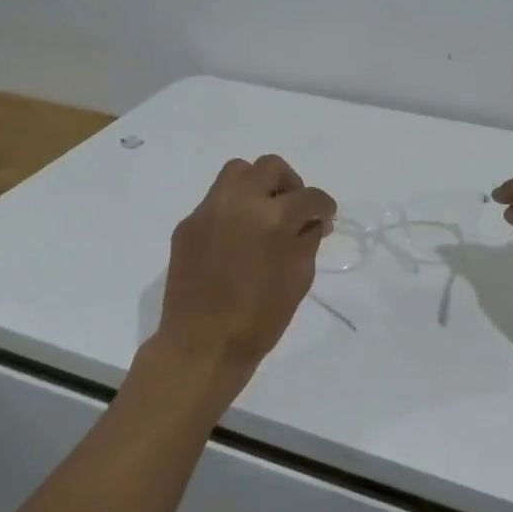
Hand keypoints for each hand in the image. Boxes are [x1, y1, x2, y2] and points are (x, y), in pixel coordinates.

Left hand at [155, 155, 336, 391]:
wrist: (203, 344)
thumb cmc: (260, 318)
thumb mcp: (299, 278)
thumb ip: (307, 240)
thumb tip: (312, 222)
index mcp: (274, 218)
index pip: (309, 196)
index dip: (323, 206)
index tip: (325, 217)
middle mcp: (239, 202)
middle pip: (270, 167)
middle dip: (290, 183)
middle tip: (294, 208)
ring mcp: (208, 210)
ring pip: (237, 172)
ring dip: (257, 186)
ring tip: (264, 214)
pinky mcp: (187, 224)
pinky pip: (214, 201)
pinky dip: (232, 209)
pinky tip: (236, 238)